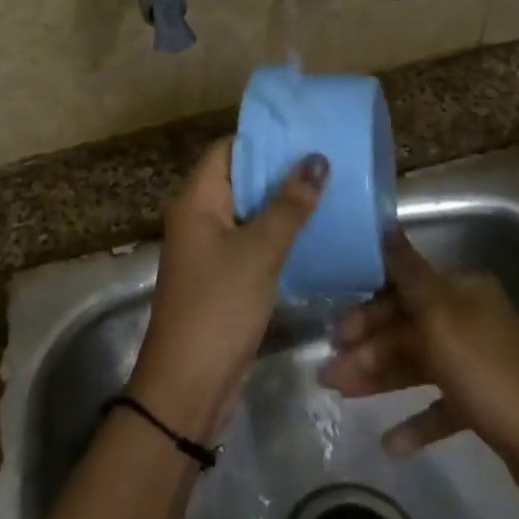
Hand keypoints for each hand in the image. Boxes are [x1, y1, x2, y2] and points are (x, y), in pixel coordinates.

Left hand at [129, 141, 325, 441]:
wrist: (189, 385)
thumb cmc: (219, 305)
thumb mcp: (259, 250)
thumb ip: (289, 204)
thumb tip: (316, 159)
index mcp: (196, 200)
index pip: (227, 150)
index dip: (262, 139)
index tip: (304, 133)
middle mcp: (198, 217)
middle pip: (240, 179)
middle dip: (279, 170)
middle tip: (326, 160)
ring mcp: (210, 249)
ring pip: (249, 212)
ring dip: (282, 203)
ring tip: (329, 189)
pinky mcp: (224, 277)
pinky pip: (252, 241)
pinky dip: (278, 233)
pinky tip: (314, 231)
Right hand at [319, 230, 518, 495]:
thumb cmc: (486, 372)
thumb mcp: (440, 316)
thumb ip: (407, 272)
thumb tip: (386, 225)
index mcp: (464, 290)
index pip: (404, 289)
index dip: (367, 310)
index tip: (335, 332)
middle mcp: (472, 317)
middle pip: (407, 328)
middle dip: (367, 350)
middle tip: (328, 374)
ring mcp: (479, 361)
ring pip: (418, 363)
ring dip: (380, 379)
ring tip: (341, 397)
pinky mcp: (485, 402)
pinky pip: (441, 404)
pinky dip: (416, 420)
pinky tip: (391, 444)